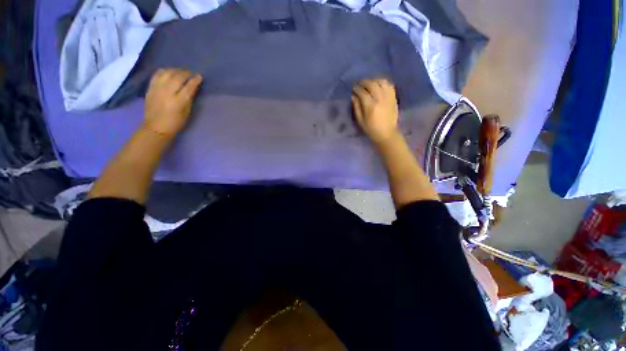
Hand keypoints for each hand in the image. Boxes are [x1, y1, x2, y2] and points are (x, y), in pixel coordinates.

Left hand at [143, 69, 202, 137]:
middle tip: (192, 73)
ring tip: (182, 71)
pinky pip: (157, 74)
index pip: (189, 86)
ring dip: (176, 70)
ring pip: (167, 73)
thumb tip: (193, 88)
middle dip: (186, 73)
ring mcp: (157, 88)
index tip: (199, 76)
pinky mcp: (150, 87)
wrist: (156, 126)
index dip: (195, 80)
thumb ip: (189, 99)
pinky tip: (169, 72)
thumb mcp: (187, 112)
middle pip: (178, 77)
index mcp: (179, 101)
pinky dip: (165, 71)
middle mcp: (167, 92)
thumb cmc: (176, 122)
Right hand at [351, 78, 399, 144]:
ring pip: (381, 82)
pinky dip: (383, 82)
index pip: (362, 92)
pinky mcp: (394, 97)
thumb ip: (357, 107)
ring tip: (369, 83)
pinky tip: (378, 85)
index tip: (353, 88)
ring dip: (374, 80)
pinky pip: (389, 85)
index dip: (357, 88)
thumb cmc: (371, 129)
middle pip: (372, 84)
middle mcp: (380, 99)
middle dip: (364, 82)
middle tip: (359, 84)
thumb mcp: (360, 121)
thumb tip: (353, 96)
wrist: (387, 133)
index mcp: (370, 106)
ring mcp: (388, 97)